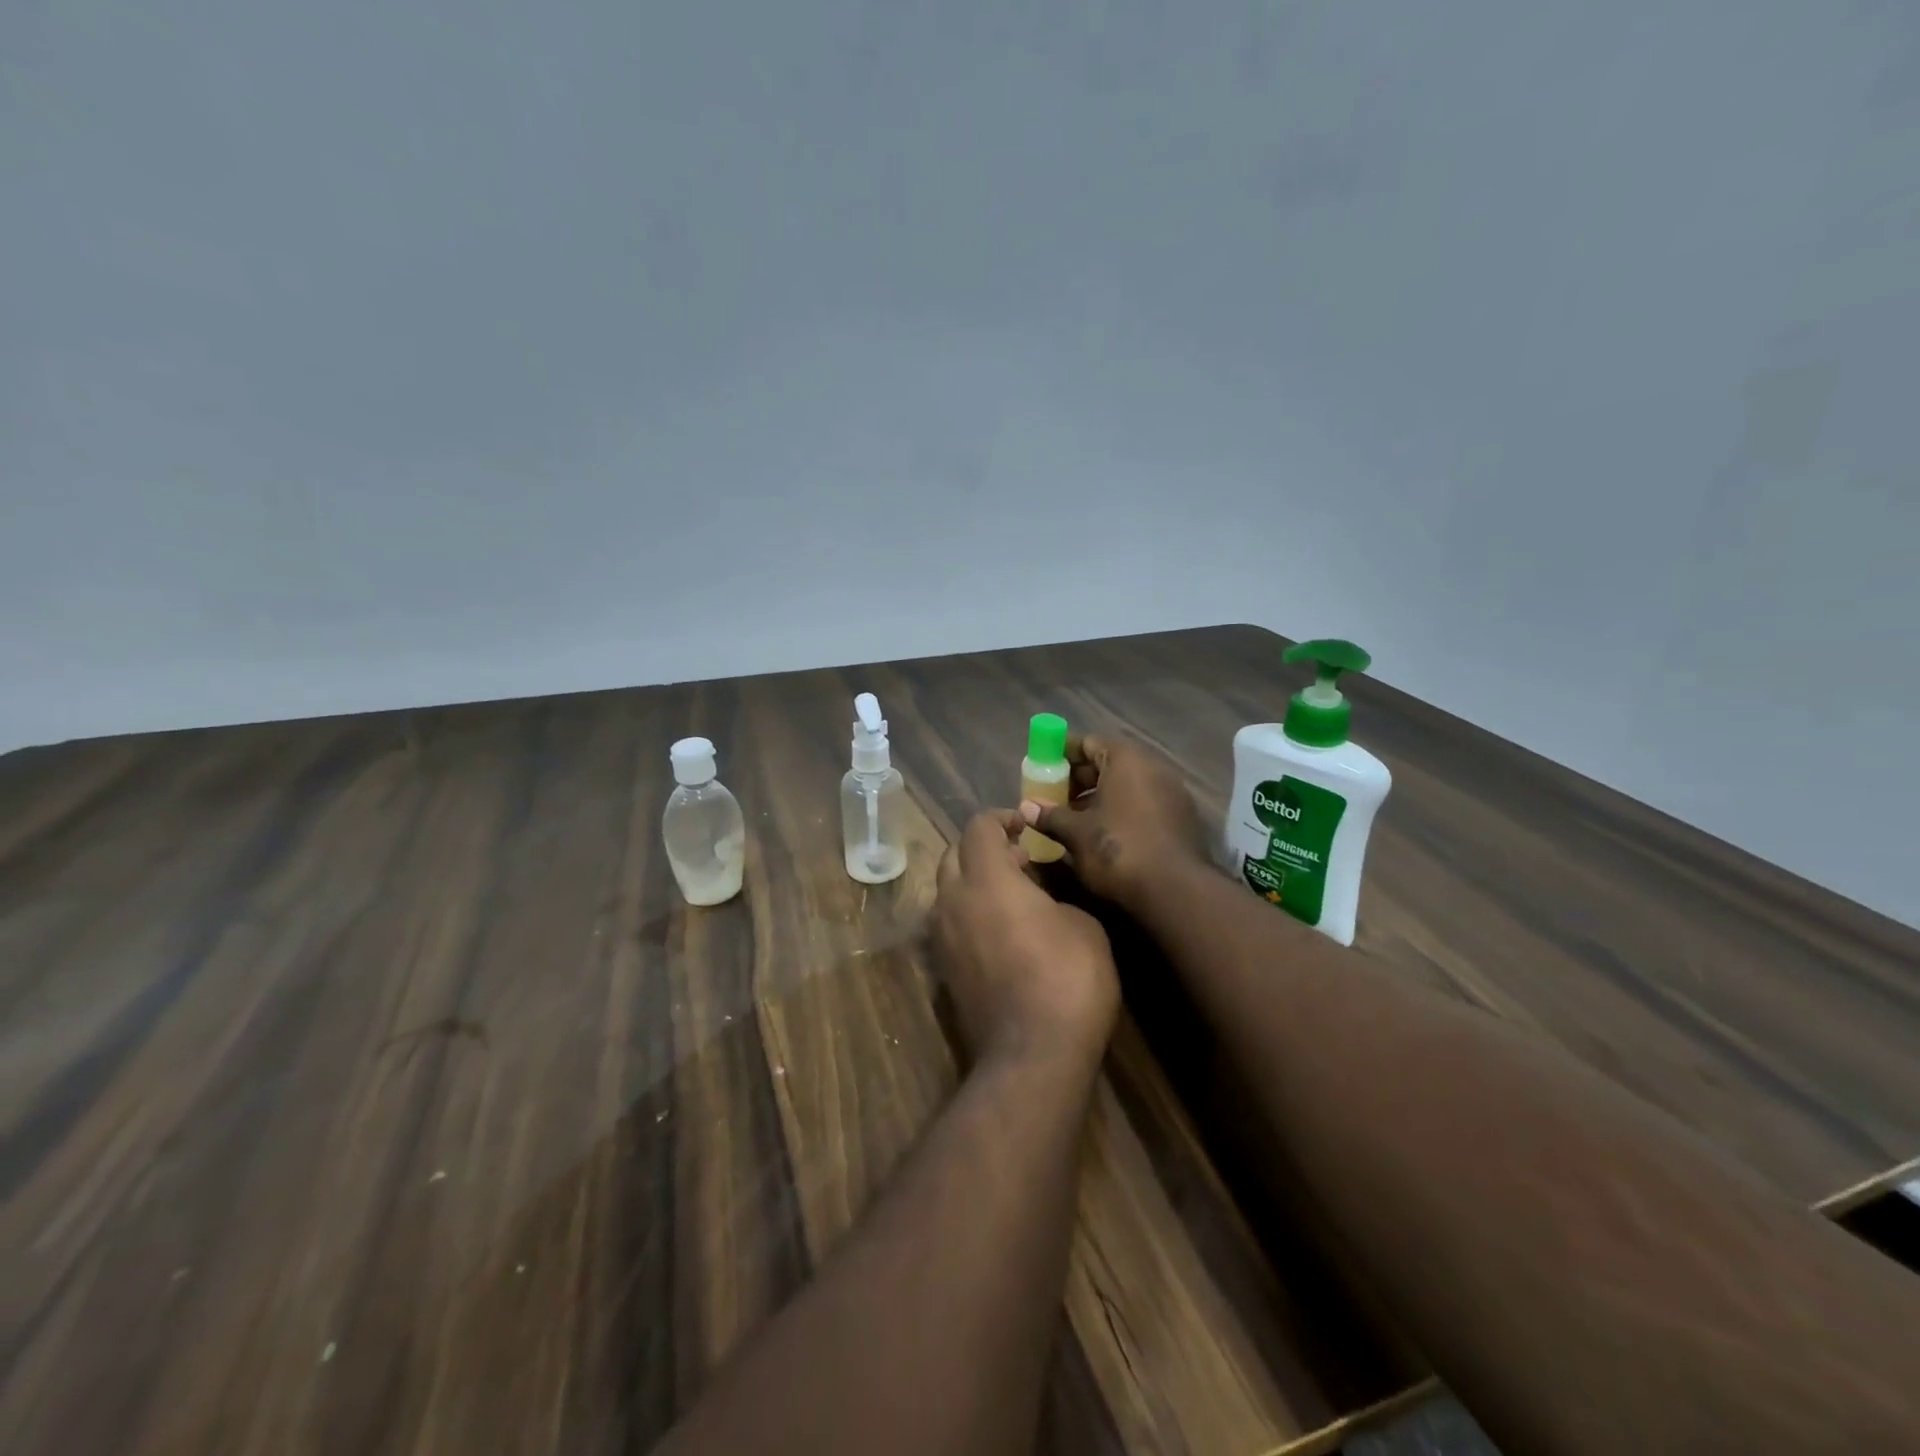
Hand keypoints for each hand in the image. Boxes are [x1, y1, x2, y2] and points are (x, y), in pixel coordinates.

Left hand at [930, 811, 1119, 1070]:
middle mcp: (953, 900)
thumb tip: (1037, 895)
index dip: (1002, 817)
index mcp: (986, 878)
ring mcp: (942, 937)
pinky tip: (1000, 928)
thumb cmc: (1067, 978)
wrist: (1032, 1054)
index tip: (1026, 825)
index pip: (978, 826)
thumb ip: (1053, 894)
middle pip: (953, 853)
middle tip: (1019, 855)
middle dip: (983, 846)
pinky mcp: (943, 969)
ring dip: (974, 879)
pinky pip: (949, 922)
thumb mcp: (1082, 924)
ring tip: (1011, 891)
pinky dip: (969, 911)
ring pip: (947, 889)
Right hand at [1020, 733, 1208, 909]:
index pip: (1088, 742)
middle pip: (1108, 762)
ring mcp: (1171, 792)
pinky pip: (1142, 802)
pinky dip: (1120, 810)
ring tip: (1072, 819)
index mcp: (1126, 759)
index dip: (1061, 754)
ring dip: (1098, 797)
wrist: (1175, 891)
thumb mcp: (1076, 833)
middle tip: (1053, 797)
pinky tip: (1101, 833)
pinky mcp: (1181, 817)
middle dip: (1078, 779)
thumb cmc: (1118, 850)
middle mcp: (1153, 766)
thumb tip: (1025, 809)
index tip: (1041, 768)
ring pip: (1126, 785)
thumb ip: (1050, 816)